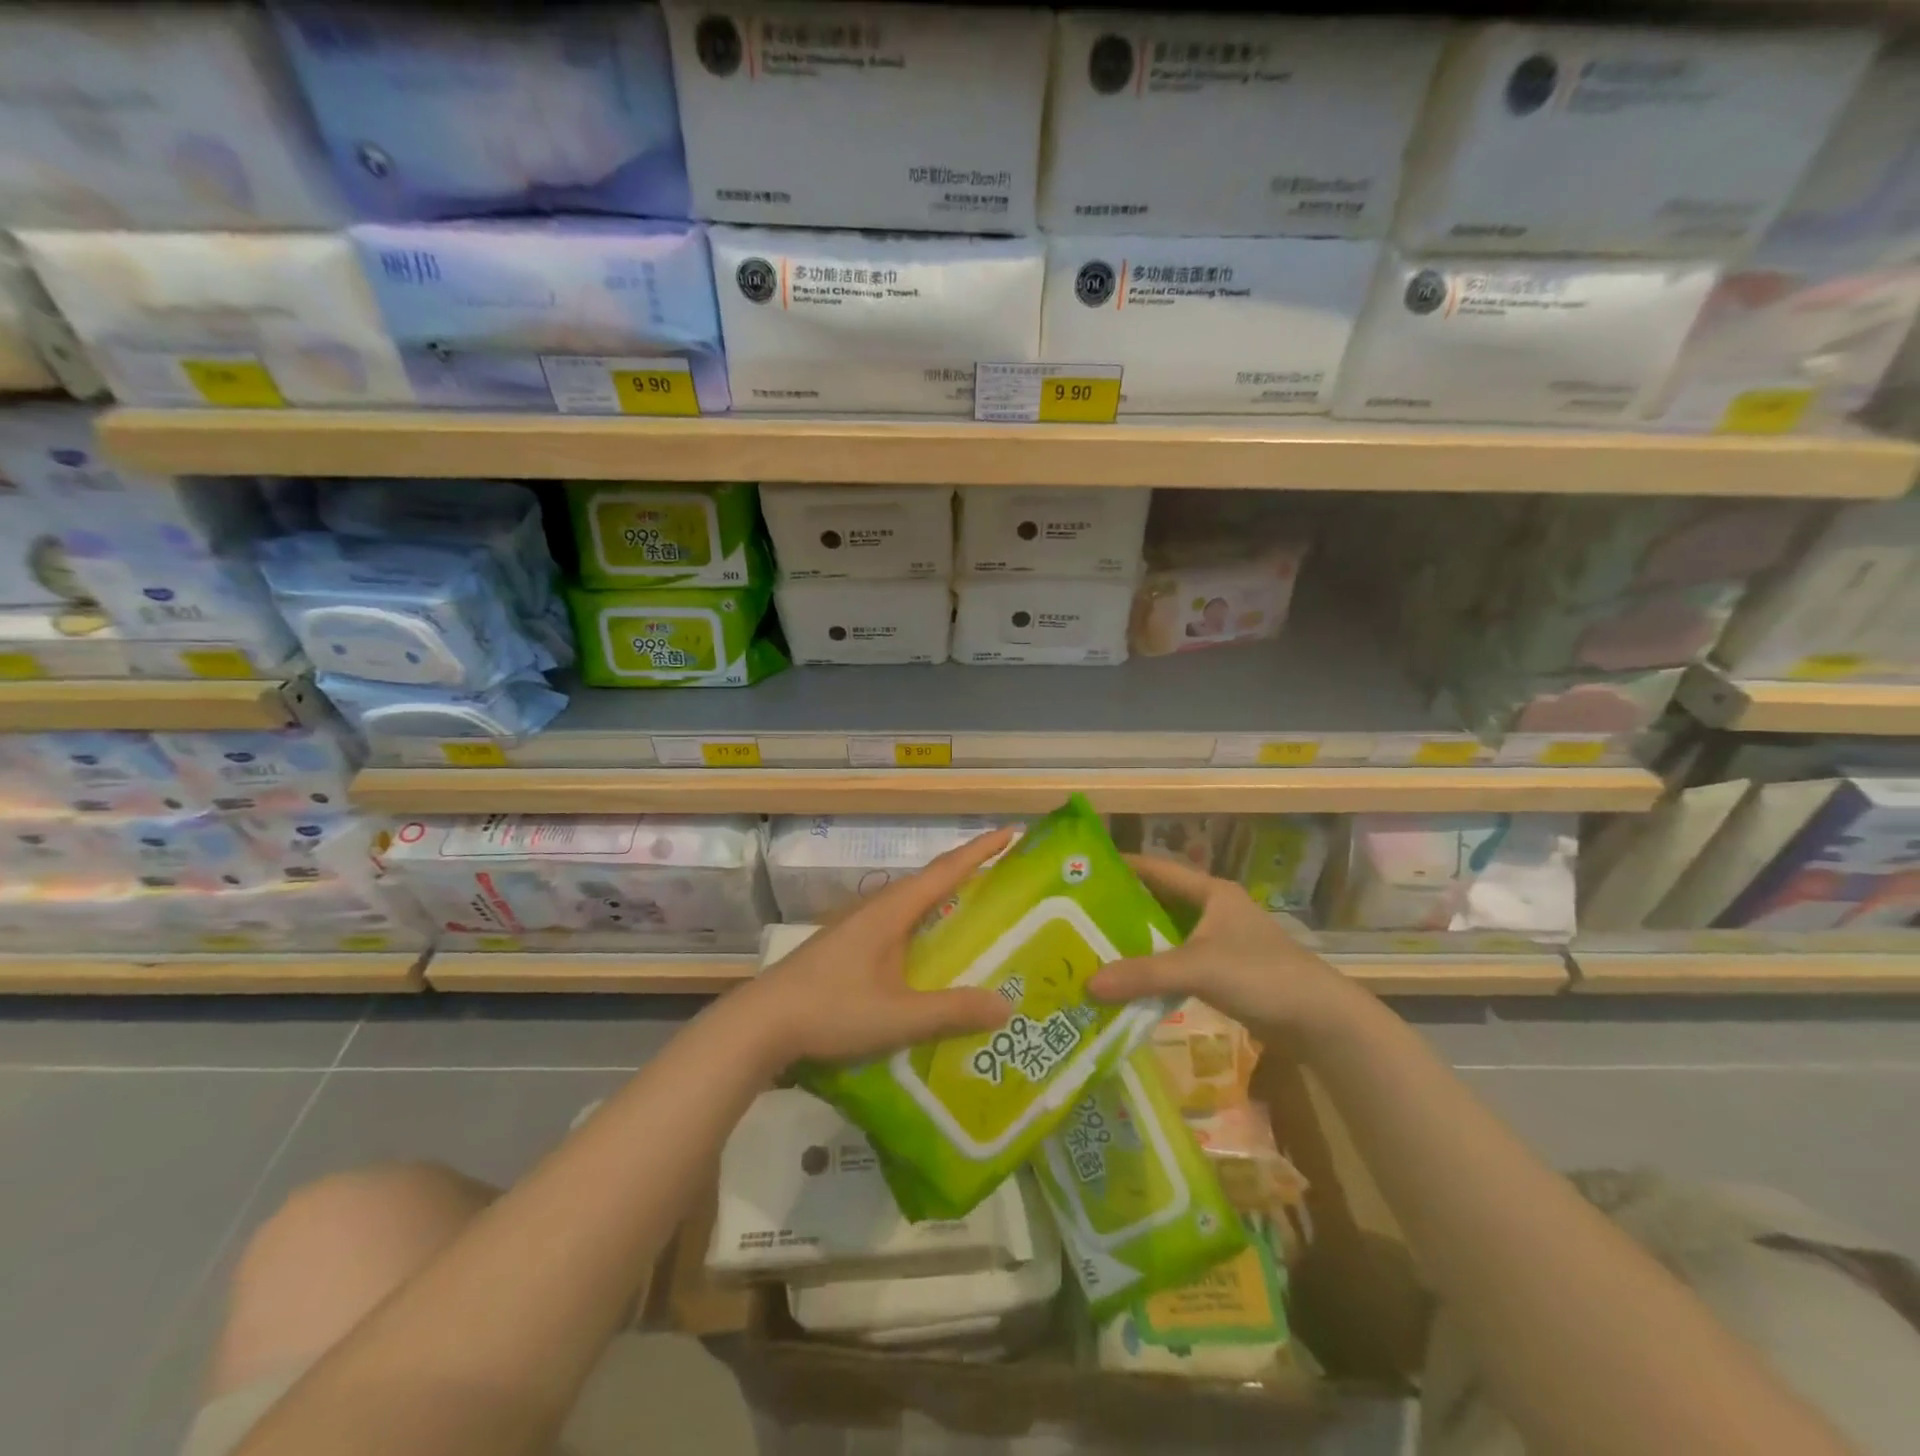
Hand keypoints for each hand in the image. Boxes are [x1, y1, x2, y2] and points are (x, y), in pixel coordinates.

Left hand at [740, 827, 1016, 1065]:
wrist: (759, 1025)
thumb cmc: (831, 1010)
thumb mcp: (899, 1017)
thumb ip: (952, 1011)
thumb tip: (1006, 1005)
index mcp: (891, 912)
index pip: (945, 870)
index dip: (980, 850)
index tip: (1010, 832)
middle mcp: (875, 910)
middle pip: (928, 882)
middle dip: (966, 873)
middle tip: (1002, 878)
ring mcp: (855, 928)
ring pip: (908, 904)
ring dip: (941, 901)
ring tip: (973, 914)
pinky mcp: (843, 948)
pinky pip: (894, 925)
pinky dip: (920, 926)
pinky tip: (926, 955)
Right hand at [1087, 854, 1360, 1038]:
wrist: (1319, 1019)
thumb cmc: (1260, 974)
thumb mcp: (1197, 968)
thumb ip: (1143, 974)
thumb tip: (1087, 983)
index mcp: (1212, 892)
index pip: (1158, 869)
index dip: (1123, 867)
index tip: (1085, 870)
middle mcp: (1215, 910)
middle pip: (1160, 902)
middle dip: (1123, 908)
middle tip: (1079, 915)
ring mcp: (1221, 941)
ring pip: (1169, 933)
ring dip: (1138, 941)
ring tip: (1094, 946)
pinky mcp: (1225, 971)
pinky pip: (1179, 961)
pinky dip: (1155, 967)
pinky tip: (1129, 979)